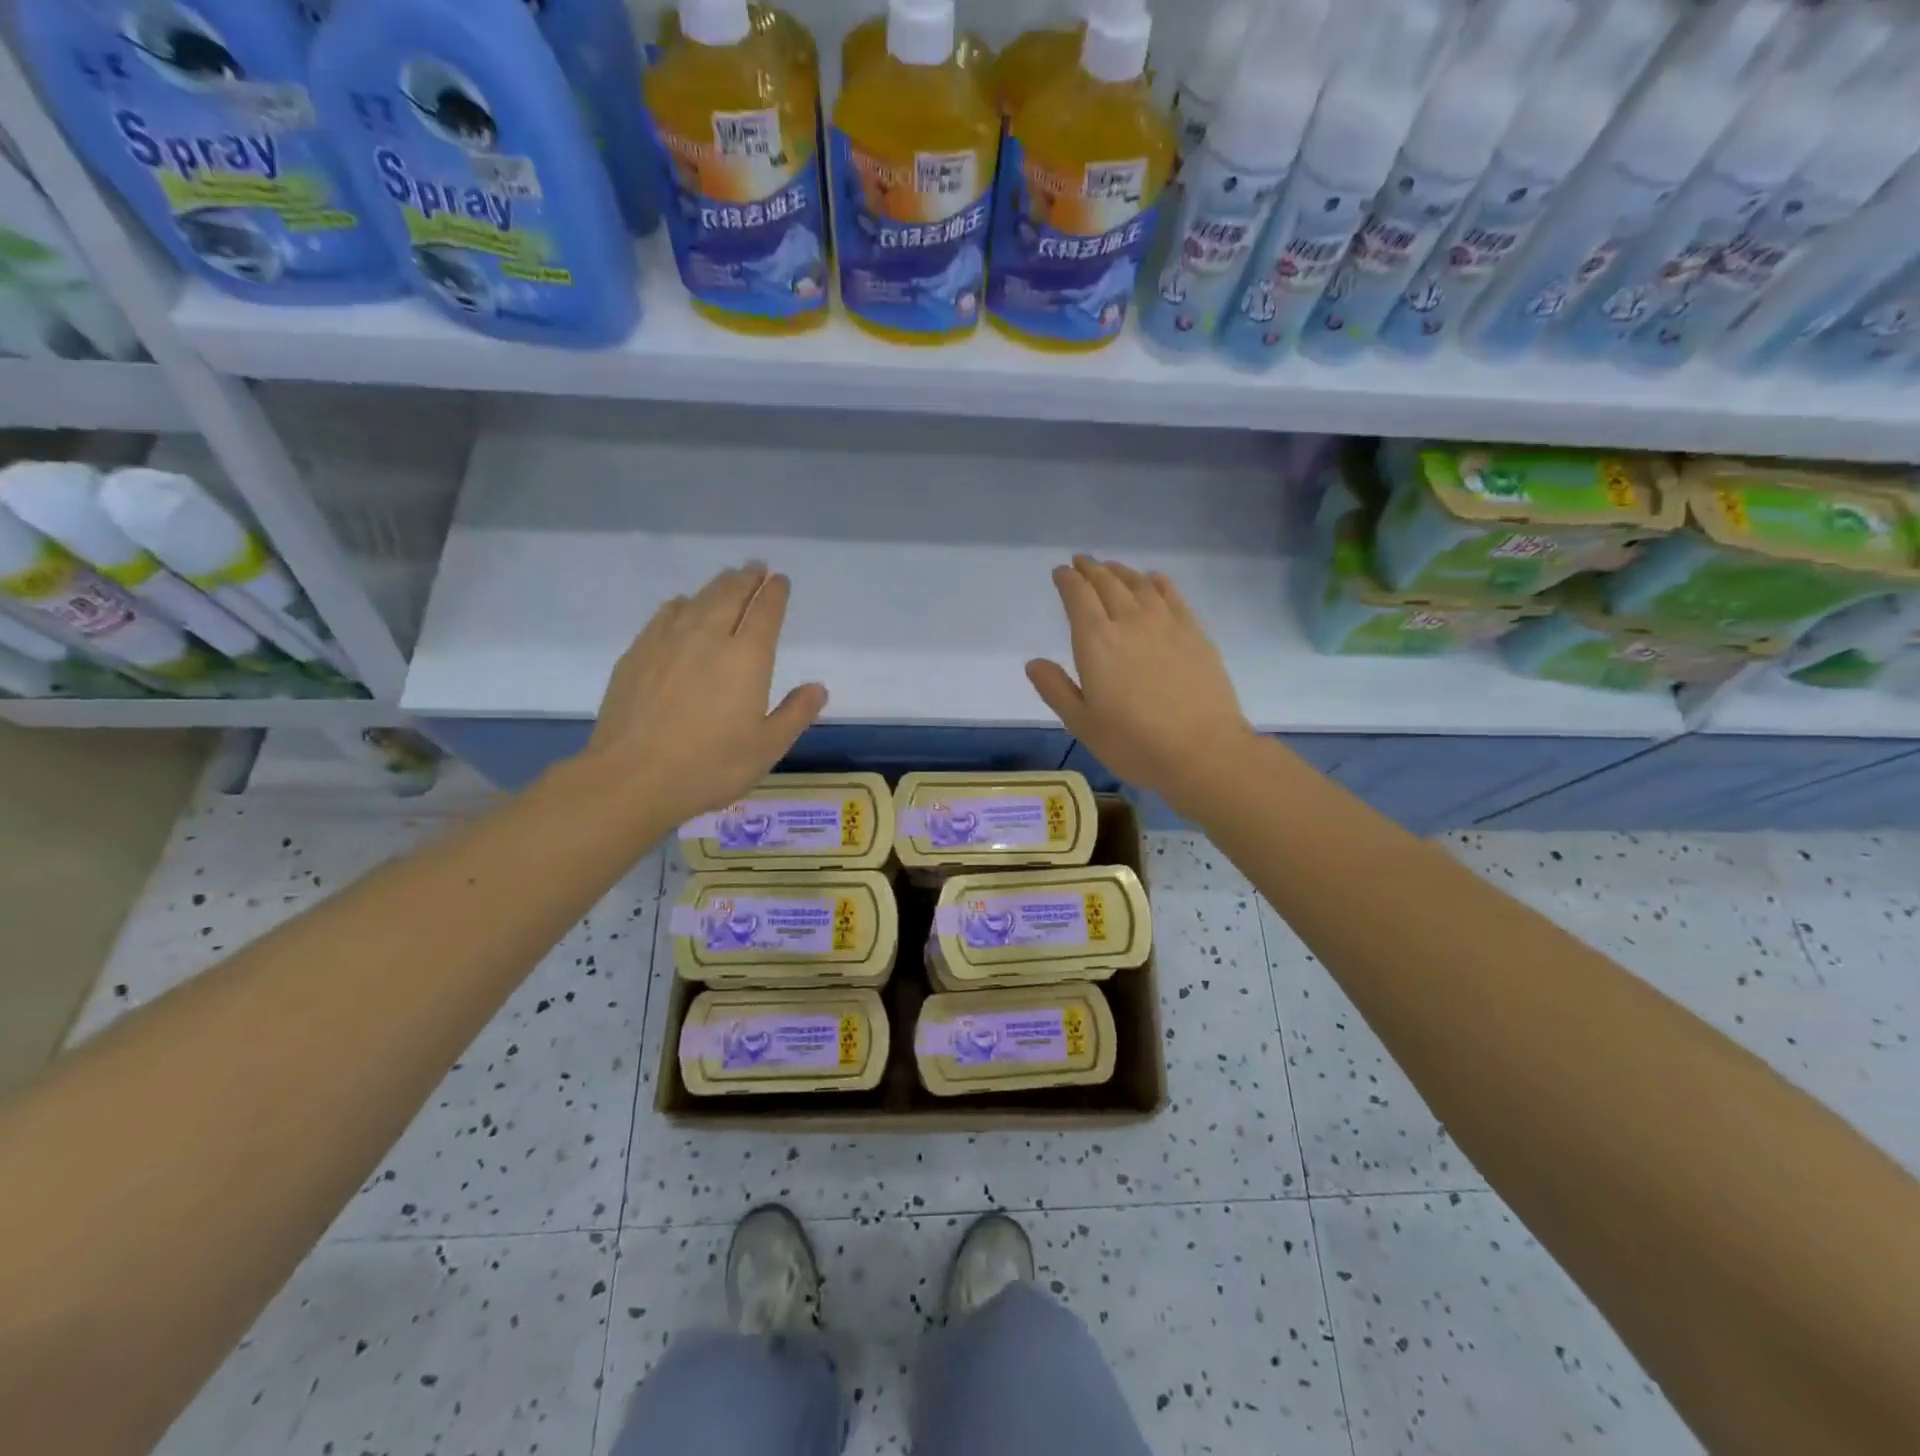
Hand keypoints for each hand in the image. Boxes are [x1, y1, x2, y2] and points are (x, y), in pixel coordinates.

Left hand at [584, 563, 826, 828]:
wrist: (633, 776)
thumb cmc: (711, 766)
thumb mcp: (767, 748)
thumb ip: (795, 714)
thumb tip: (817, 687)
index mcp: (747, 658)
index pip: (765, 612)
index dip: (775, 593)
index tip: (780, 580)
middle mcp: (709, 637)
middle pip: (730, 595)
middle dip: (746, 578)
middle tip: (755, 568)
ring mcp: (668, 641)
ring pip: (697, 599)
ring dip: (716, 585)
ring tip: (726, 579)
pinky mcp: (638, 653)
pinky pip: (665, 614)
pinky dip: (681, 603)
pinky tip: (681, 606)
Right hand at [1026, 556, 1257, 816]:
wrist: (1202, 751)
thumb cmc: (1133, 743)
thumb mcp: (1082, 724)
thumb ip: (1055, 689)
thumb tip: (1034, 663)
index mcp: (1096, 641)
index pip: (1078, 597)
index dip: (1067, 580)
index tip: (1061, 572)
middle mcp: (1130, 621)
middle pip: (1108, 583)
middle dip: (1091, 569)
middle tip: (1082, 562)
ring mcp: (1167, 624)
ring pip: (1140, 584)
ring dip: (1122, 572)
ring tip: (1112, 569)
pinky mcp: (1195, 633)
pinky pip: (1172, 595)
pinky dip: (1157, 582)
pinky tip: (1154, 581)